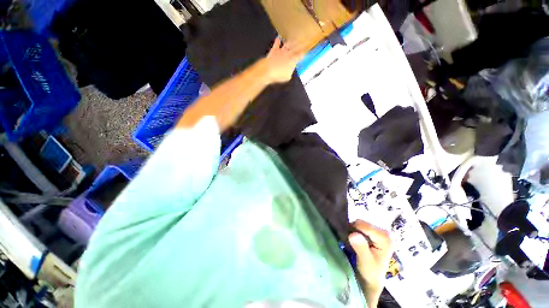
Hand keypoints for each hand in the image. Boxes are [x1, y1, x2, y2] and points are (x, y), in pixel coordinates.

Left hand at [263, 37, 307, 83]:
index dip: (304, 52)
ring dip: (292, 41)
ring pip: (288, 44)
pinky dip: (278, 40)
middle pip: (296, 47)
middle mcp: (288, 53)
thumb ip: (291, 70)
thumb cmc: (278, 75)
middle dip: (301, 44)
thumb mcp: (288, 76)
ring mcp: (281, 51)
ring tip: (295, 38)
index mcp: (293, 60)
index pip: (301, 54)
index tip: (307, 50)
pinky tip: (278, 37)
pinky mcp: (274, 50)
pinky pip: (276, 43)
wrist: (268, 70)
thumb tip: (291, 69)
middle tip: (304, 41)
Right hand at [349, 220, 392, 305]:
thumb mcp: (365, 262)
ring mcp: (382, 232)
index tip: (349, 240)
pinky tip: (358, 242)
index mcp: (385, 238)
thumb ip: (361, 248)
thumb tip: (353, 234)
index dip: (353, 230)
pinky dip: (357, 232)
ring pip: (361, 224)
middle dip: (354, 230)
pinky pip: (362, 227)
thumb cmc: (370, 272)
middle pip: (362, 223)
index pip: (364, 225)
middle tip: (352, 243)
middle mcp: (386, 232)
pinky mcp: (377, 233)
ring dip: (355, 231)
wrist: (372, 279)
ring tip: (354, 243)